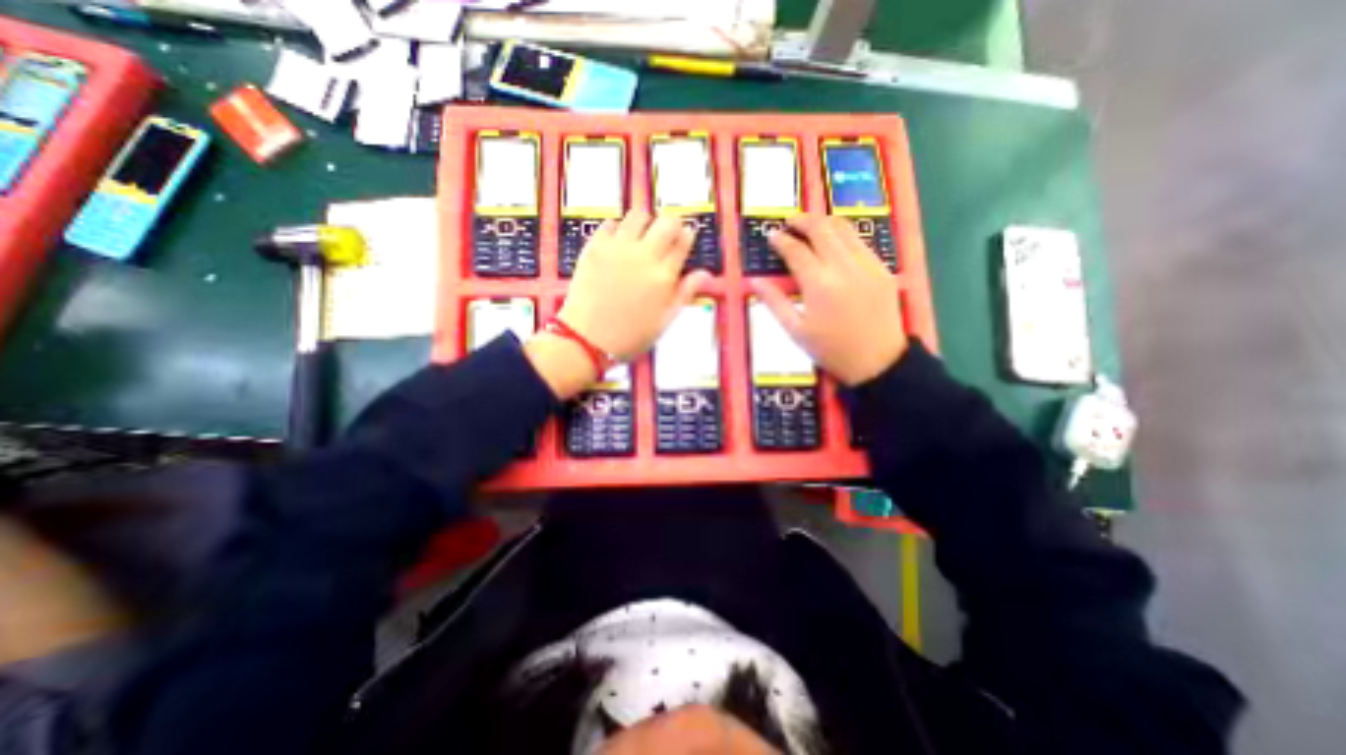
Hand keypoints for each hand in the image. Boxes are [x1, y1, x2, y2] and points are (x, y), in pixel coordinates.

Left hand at [557, 207, 708, 356]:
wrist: (587, 339)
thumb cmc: (630, 336)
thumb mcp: (664, 321)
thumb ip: (685, 293)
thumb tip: (705, 274)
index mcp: (664, 276)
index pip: (683, 242)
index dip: (687, 236)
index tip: (685, 238)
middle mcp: (644, 256)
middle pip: (666, 222)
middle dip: (670, 225)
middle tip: (665, 238)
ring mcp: (618, 248)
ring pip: (638, 215)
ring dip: (645, 223)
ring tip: (640, 238)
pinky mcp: (595, 247)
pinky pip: (610, 223)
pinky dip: (618, 229)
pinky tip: (617, 244)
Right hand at [752, 216, 908, 384]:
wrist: (877, 361)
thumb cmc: (830, 349)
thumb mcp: (795, 331)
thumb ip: (774, 302)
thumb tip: (755, 281)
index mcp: (818, 284)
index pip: (796, 250)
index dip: (781, 240)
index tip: (771, 236)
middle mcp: (843, 267)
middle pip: (821, 229)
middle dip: (802, 220)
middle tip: (789, 221)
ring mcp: (867, 265)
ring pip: (844, 229)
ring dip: (825, 222)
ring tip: (811, 224)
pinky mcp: (882, 269)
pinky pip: (861, 242)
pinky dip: (845, 236)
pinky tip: (836, 243)